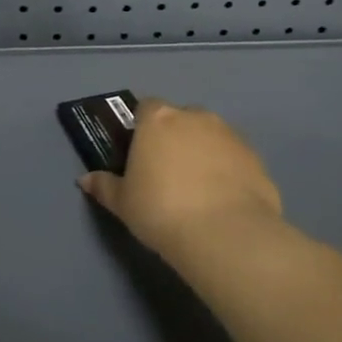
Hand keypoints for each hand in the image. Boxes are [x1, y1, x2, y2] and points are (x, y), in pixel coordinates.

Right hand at [77, 99, 283, 259]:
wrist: (225, 234)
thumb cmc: (161, 210)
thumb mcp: (123, 203)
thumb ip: (104, 187)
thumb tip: (85, 180)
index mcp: (159, 120)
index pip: (146, 108)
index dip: (142, 127)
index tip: (140, 152)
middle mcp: (196, 117)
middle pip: (181, 118)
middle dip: (175, 138)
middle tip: (167, 173)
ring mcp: (230, 135)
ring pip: (211, 136)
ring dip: (203, 152)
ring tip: (197, 190)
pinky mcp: (256, 158)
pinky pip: (234, 158)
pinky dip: (228, 171)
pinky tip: (222, 200)